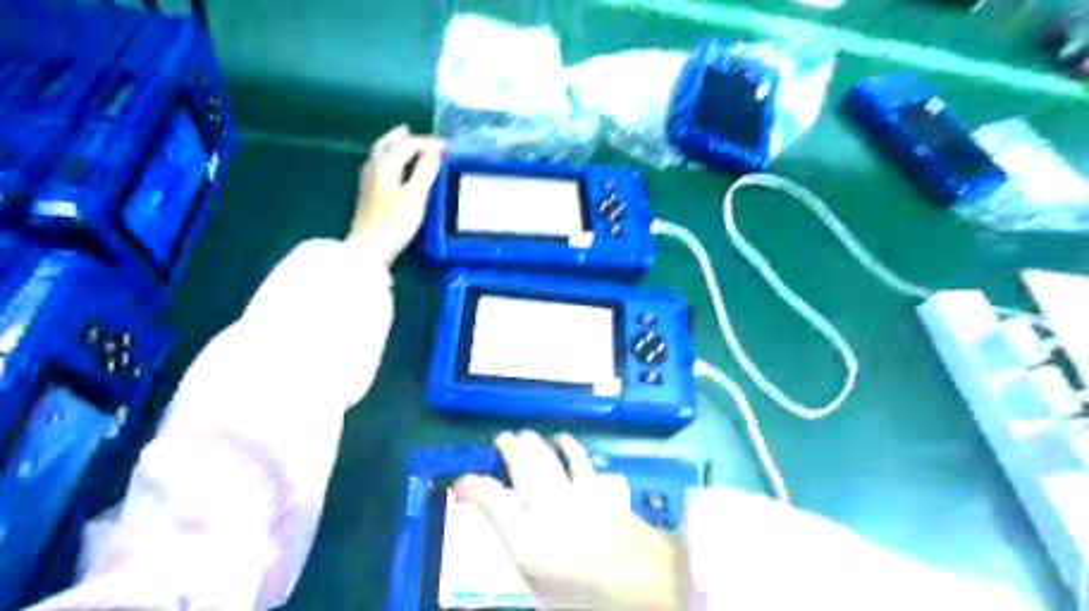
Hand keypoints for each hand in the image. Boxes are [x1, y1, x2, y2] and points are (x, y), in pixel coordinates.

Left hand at [353, 123, 445, 264]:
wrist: (369, 249)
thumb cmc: (394, 222)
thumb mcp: (416, 195)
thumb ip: (426, 170)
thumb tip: (436, 149)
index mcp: (385, 164)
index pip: (408, 145)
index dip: (428, 143)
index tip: (447, 146)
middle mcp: (374, 167)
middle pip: (387, 145)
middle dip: (401, 138)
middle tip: (412, 131)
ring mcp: (369, 182)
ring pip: (380, 155)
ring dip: (392, 147)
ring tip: (402, 143)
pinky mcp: (369, 196)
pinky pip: (380, 167)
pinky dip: (389, 160)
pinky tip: (393, 169)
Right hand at [450, 433, 677, 607]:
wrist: (650, 585)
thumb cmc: (592, 601)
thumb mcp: (546, 594)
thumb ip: (526, 560)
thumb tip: (515, 539)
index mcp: (526, 540)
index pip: (489, 499)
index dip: (469, 485)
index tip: (459, 482)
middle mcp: (545, 507)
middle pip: (519, 462)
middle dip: (505, 446)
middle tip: (498, 441)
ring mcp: (573, 492)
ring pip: (545, 453)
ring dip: (531, 440)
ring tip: (521, 435)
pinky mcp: (597, 486)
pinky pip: (577, 456)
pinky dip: (565, 444)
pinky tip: (559, 438)